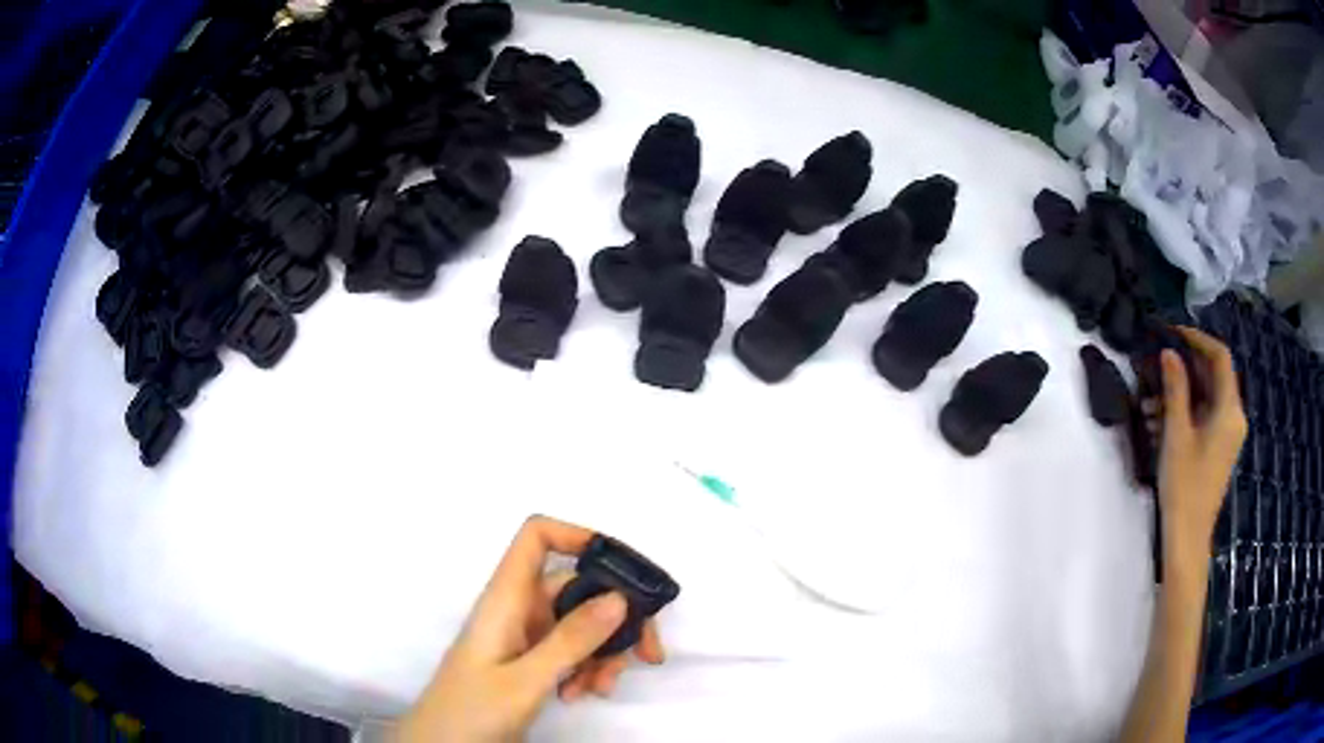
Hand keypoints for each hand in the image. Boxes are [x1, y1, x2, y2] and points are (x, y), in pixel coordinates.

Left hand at [397, 516, 665, 742]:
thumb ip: (571, 639)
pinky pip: (570, 651)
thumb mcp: (525, 679)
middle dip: (615, 617)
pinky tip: (580, 695)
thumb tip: (620, 597)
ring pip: (579, 624)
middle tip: (648, 652)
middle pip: (575, 587)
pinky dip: (586, 669)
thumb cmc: (473, 708)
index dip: (577, 536)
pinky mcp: (529, 661)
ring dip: (602, 653)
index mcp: (506, 597)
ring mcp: (524, 636)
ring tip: (602, 687)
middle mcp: (517, 609)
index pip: (537, 537)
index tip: (622, 569)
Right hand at [1147, 327, 1246, 568]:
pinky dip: (1185, 413)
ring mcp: (1227, 435)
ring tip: (1148, 402)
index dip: (1198, 339)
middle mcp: (1234, 417)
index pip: (1220, 357)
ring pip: (1206, 398)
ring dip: (1180, 393)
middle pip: (1214, 376)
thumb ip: (1176, 389)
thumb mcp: (1177, 434)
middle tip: (1156, 365)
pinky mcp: (1218, 449)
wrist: (1188, 540)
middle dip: (1185, 368)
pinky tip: (1158, 423)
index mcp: (1230, 410)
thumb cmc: (1184, 486)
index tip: (1172, 333)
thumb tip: (1169, 352)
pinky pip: (1204, 417)